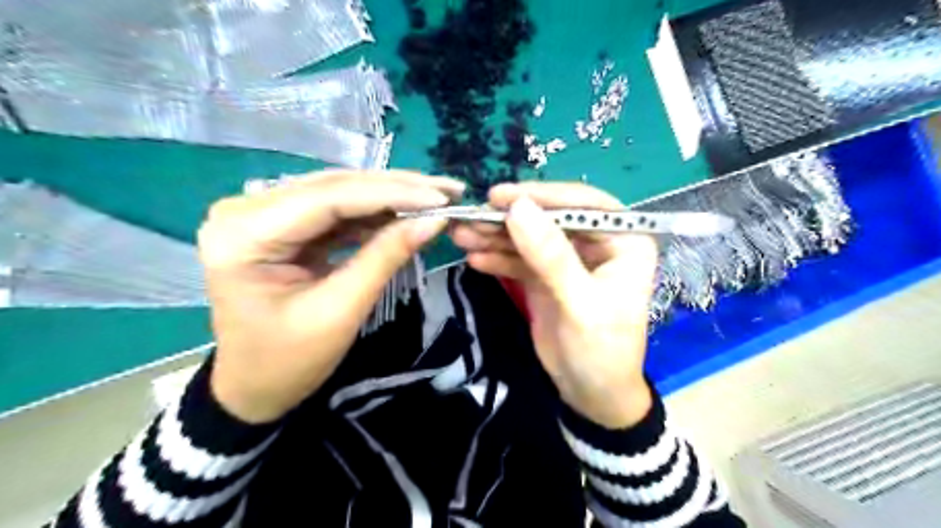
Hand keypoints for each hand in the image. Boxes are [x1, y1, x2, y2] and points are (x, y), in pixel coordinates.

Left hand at [199, 171, 462, 422]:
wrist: (253, 387)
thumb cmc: (288, 361)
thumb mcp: (341, 311)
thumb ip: (385, 258)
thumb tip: (435, 221)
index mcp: (243, 235)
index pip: (328, 199)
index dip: (391, 194)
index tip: (442, 198)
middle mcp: (245, 210)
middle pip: (334, 187)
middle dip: (397, 188)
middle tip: (448, 190)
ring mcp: (262, 214)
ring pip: (339, 193)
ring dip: (390, 196)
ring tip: (436, 198)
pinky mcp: (283, 225)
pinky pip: (336, 211)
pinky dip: (374, 214)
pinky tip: (407, 213)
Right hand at [449, 181, 655, 427]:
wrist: (591, 395)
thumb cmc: (602, 351)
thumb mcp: (580, 304)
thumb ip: (551, 257)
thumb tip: (519, 209)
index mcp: (624, 241)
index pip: (584, 204)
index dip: (543, 196)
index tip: (502, 196)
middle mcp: (597, 243)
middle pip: (550, 218)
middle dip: (510, 218)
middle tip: (471, 216)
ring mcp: (568, 259)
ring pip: (530, 237)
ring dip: (496, 236)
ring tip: (461, 235)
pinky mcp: (546, 276)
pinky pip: (520, 259)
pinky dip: (497, 257)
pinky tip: (474, 258)